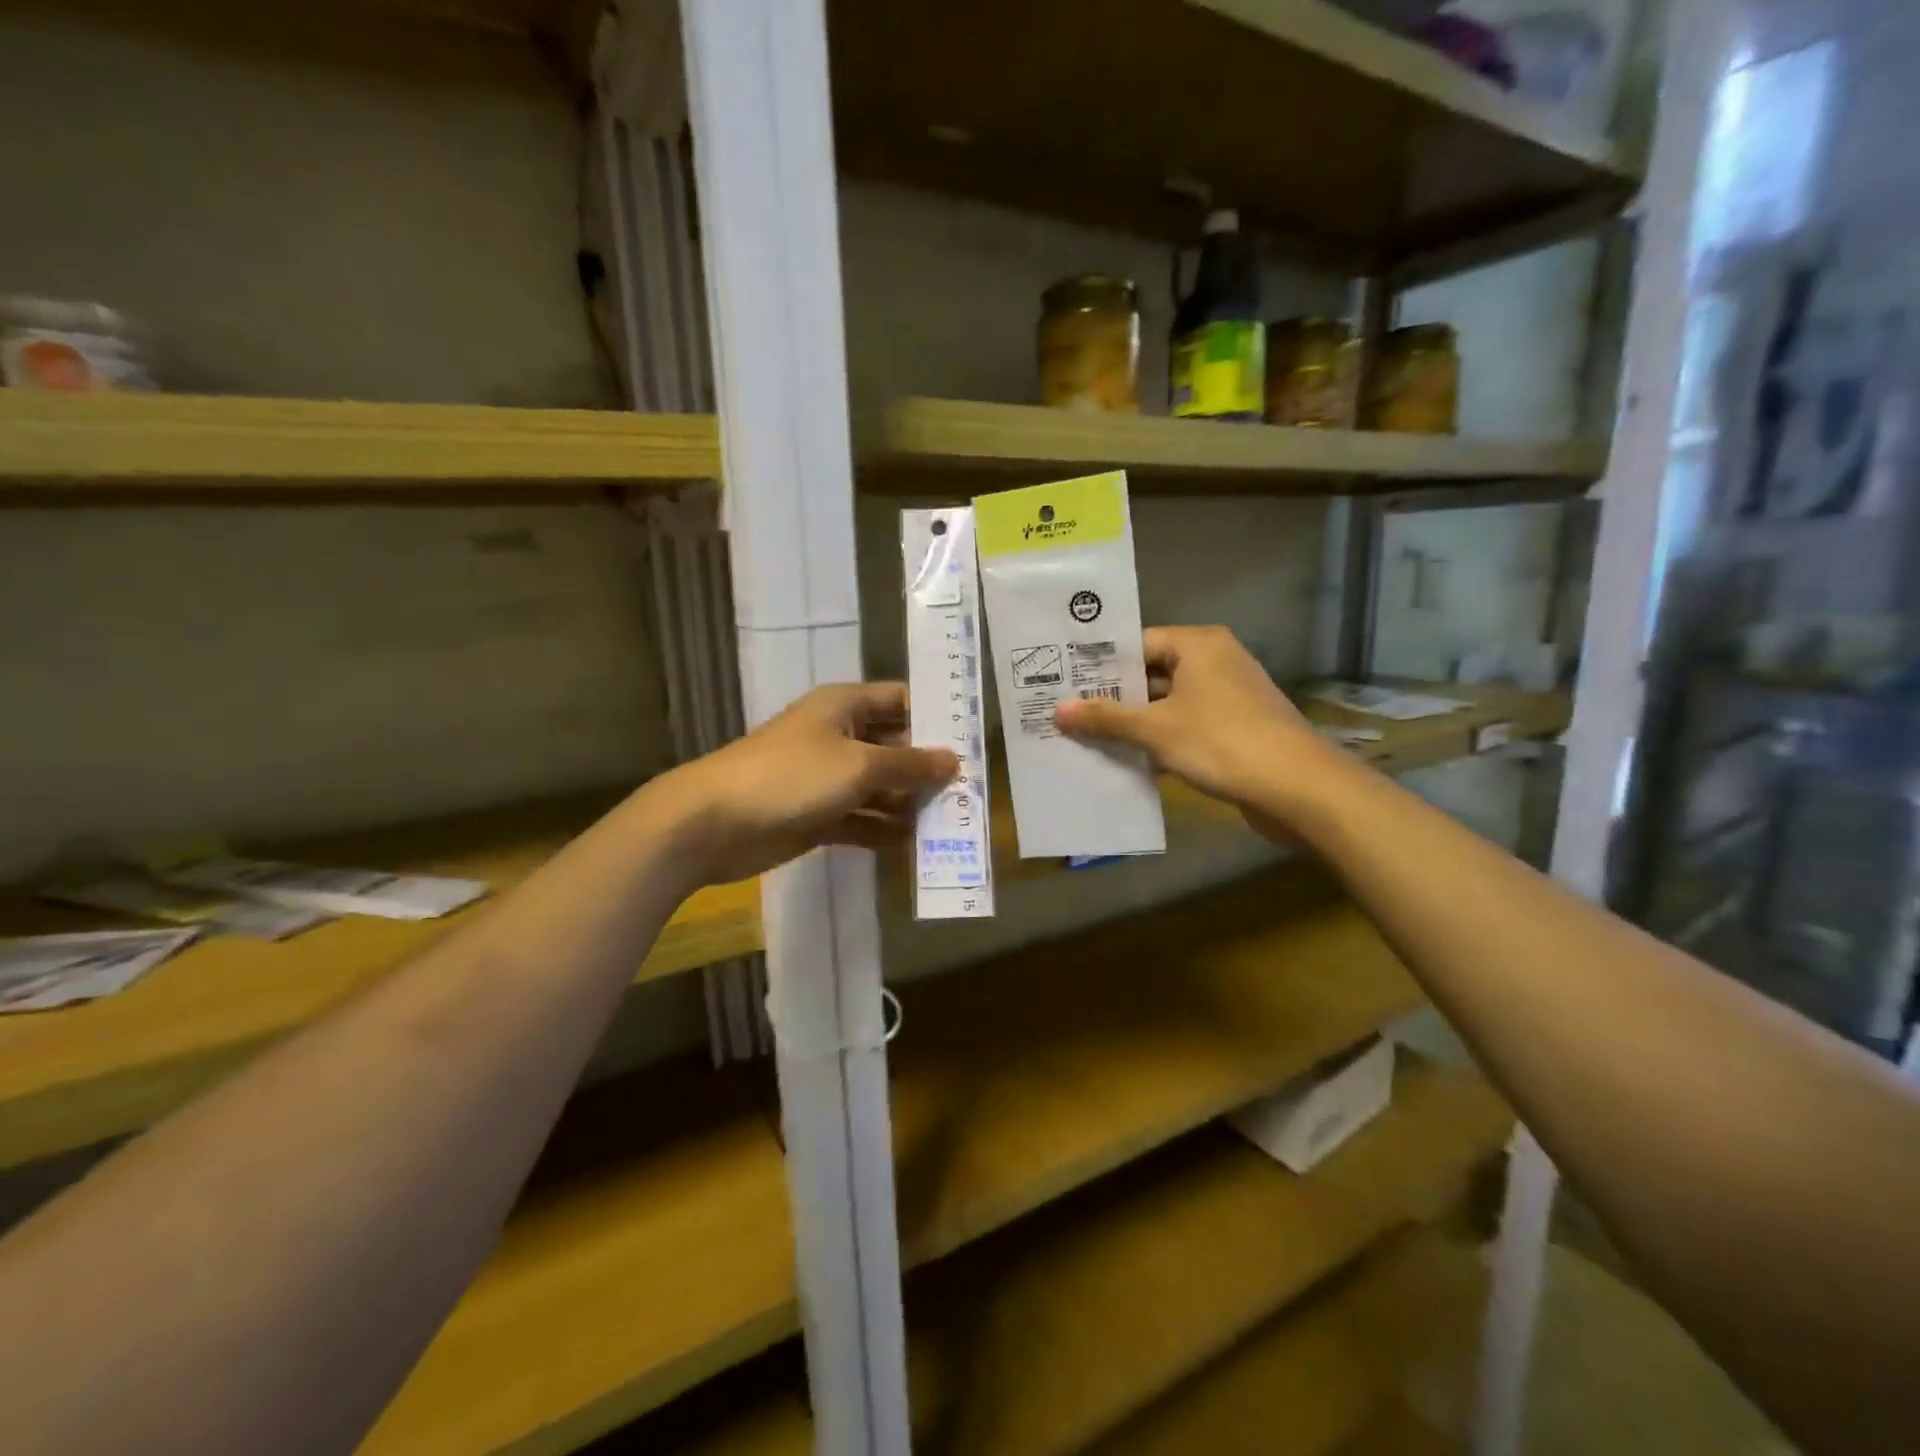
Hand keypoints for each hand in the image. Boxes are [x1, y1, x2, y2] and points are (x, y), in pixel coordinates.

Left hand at [658, 683, 957, 886]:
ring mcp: (825, 777)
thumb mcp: (859, 765)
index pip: (900, 701)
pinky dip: (882, 829)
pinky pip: (859, 818)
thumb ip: (909, 764)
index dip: (935, 717)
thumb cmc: (792, 777)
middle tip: (969, 792)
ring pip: (878, 786)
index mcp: (845, 707)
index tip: (972, 741)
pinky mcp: (816, 815)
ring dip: (908, 803)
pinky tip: (912, 845)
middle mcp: (838, 736)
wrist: (713, 823)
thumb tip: (953, 760)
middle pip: (893, 746)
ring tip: (950, 823)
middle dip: (926, 768)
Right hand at [1054, 626, 1337, 830]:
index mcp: (1198, 645)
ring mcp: (1227, 696)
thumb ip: (1106, 718)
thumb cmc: (1222, 743)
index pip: (1137, 643)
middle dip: (1112, 697)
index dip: (1099, 665)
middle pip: (1151, 673)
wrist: (1298, 789)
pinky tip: (1126, 760)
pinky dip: (1158, 740)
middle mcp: (1214, 661)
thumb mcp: (1155, 729)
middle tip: (1066, 712)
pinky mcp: (1234, 728)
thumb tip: (1057, 711)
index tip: (1063, 682)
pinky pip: (1184, 726)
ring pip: (1167, 703)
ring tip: (1085, 737)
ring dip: (1133, 723)